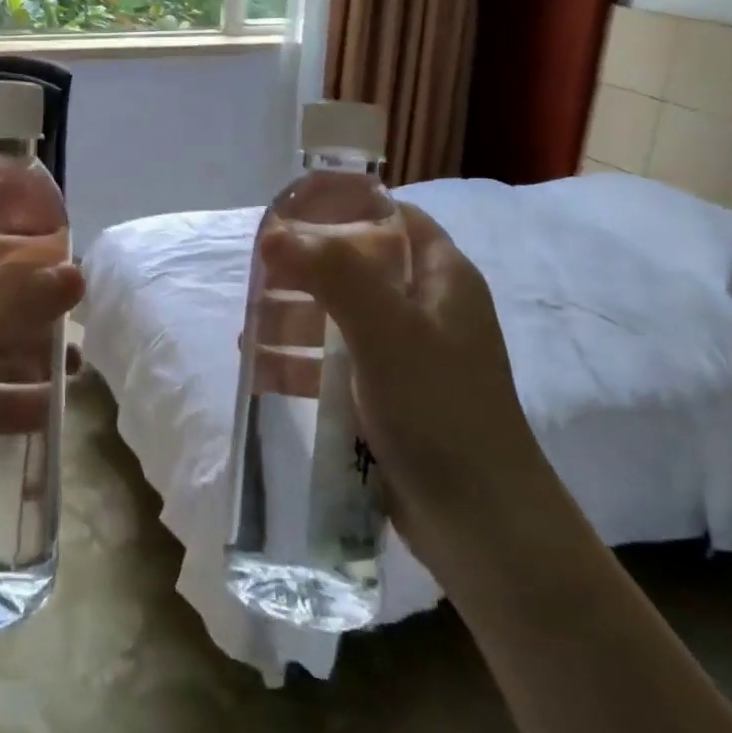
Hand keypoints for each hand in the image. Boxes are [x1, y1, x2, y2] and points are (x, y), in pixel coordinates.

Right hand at [259, 204, 543, 557]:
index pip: (392, 218)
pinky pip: (338, 364)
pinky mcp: (389, 398)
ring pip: (342, 317)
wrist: (482, 524)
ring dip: (296, 318)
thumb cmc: (439, 410)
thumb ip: (332, 273)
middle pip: (358, 267)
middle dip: (306, 270)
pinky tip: (263, 371)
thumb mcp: (386, 330)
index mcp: (442, 278)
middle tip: (259, 275)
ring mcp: (408, 356)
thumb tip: (273, 236)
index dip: (344, 208)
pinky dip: (303, 362)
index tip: (290, 215)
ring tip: (249, 329)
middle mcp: (428, 309)